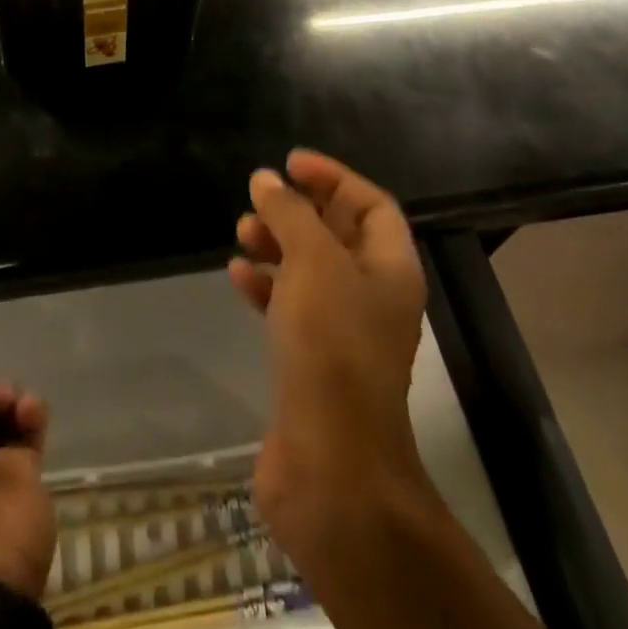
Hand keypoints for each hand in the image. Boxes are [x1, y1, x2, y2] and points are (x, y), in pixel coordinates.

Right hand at [228, 151, 427, 572]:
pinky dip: (264, 285)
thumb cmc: (331, 347)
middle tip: (259, 195)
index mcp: (390, 268)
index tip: (290, 164)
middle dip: (299, 209)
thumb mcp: (313, 262)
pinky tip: (237, 275)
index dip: (333, 177)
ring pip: (308, 269)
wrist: (331, 464)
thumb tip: (266, 179)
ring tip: (242, 230)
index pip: (371, 204)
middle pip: (338, 233)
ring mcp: (342, 331)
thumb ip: (290, 213)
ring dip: (276, 243)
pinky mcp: (311, 361)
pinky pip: (287, 306)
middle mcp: (372, 295)